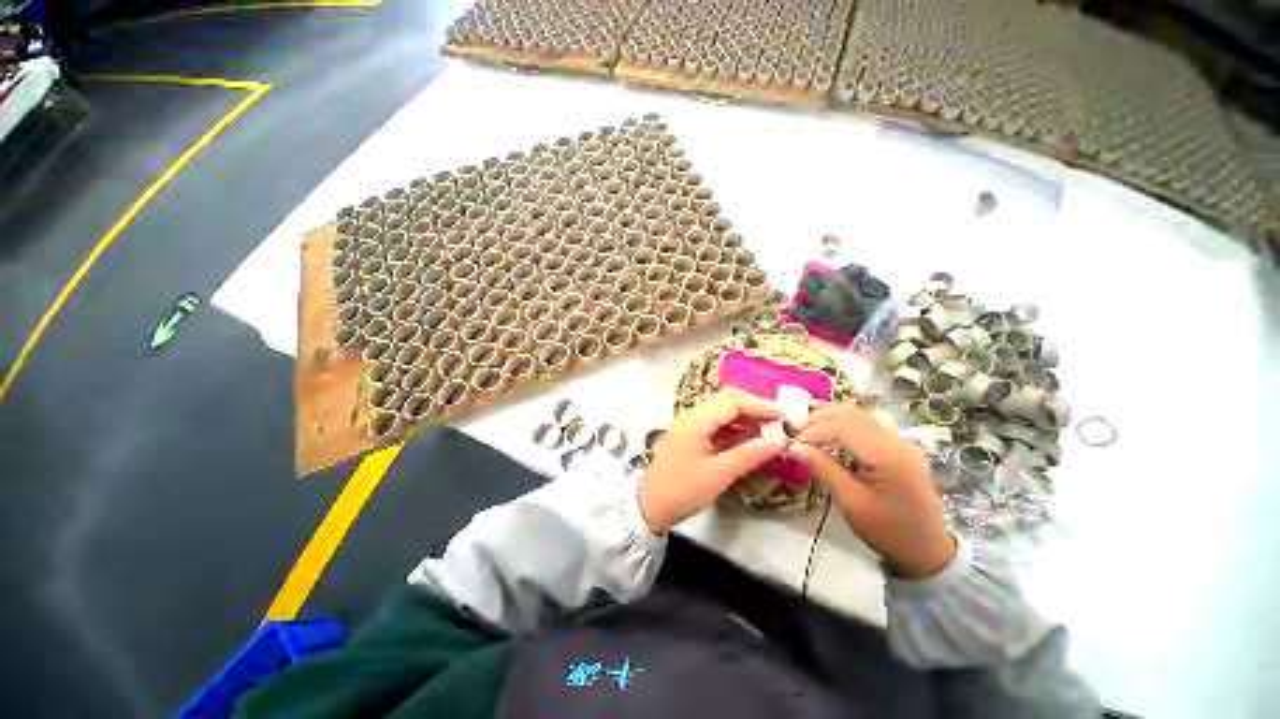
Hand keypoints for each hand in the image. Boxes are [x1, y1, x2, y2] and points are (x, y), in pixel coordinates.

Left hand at [638, 389, 786, 533]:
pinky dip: (735, 431)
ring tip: (769, 432)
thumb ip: (749, 455)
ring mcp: (691, 427)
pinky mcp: (691, 438)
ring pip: (722, 414)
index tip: (783, 415)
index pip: (732, 402)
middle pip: (726, 402)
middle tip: (778, 421)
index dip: (759, 405)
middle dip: (753, 409)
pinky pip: (716, 427)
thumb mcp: (718, 474)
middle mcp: (692, 416)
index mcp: (696, 420)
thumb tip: (779, 442)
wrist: (650, 507)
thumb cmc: (683, 490)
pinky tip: (750, 442)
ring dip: (745, 420)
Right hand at [789, 403, 955, 577]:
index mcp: (888, 456)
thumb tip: (795, 447)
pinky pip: (869, 422)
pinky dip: (845, 421)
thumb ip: (823, 469)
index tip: (793, 443)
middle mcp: (897, 441)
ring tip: (807, 427)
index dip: (814, 431)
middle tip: (795, 431)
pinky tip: (830, 429)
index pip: (843, 427)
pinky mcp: (900, 446)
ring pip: (860, 414)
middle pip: (852, 414)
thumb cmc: (888, 531)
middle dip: (819, 419)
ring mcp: (902, 441)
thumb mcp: (851, 503)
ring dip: (831, 417)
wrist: (928, 550)